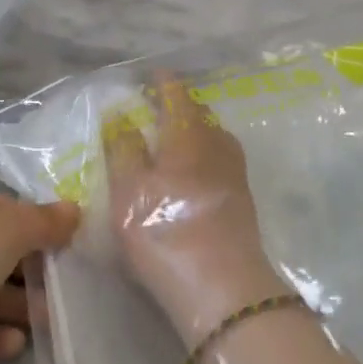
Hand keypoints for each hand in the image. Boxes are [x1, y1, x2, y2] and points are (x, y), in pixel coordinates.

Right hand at [104, 75, 290, 349]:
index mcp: (188, 134)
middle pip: (199, 114)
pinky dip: (203, 153)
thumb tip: (120, 114)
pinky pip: (220, 160)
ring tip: (172, 137)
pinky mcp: (242, 200)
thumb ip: (123, 148)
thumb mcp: (129, 190)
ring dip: (194, 130)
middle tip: (157, 106)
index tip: (153, 75)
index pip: (177, 95)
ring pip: (213, 137)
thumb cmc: (165, 231)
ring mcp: (234, 173)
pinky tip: (192, 171)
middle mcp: (217, 144)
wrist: (223, 288)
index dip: (164, 83)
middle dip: (180, 105)